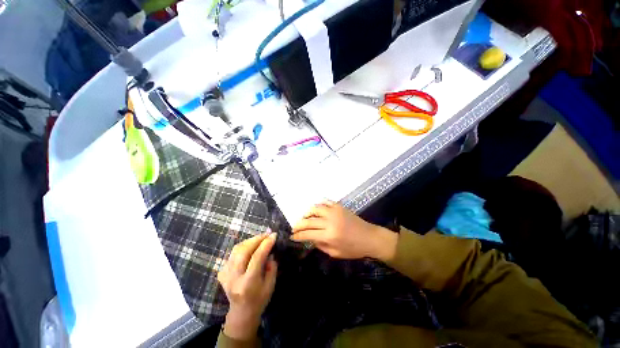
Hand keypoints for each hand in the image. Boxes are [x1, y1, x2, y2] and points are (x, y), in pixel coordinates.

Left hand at [218, 233, 277, 339]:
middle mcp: (234, 278)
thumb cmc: (259, 300)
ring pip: (236, 250)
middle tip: (267, 234)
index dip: (266, 244)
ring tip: (260, 238)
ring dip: (249, 241)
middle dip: (257, 239)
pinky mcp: (222, 272)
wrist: (241, 313)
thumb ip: (271, 267)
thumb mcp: (271, 285)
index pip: (256, 258)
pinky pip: (232, 254)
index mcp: (248, 284)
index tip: (274, 235)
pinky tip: (250, 247)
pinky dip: (242, 247)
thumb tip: (269, 251)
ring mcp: (225, 275)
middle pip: (243, 251)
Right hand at [291, 201, 396, 260]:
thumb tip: (309, 238)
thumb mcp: (335, 253)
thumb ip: (320, 245)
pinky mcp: (339, 206)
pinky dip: (319, 204)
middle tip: (294, 227)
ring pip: (315, 208)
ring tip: (304, 218)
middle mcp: (330, 221)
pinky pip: (325, 201)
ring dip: (307, 213)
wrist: (370, 237)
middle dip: (299, 224)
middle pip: (309, 221)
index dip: (298, 235)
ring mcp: (335, 211)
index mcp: (329, 235)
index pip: (308, 234)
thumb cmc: (353, 249)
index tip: (292, 236)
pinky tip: (316, 209)